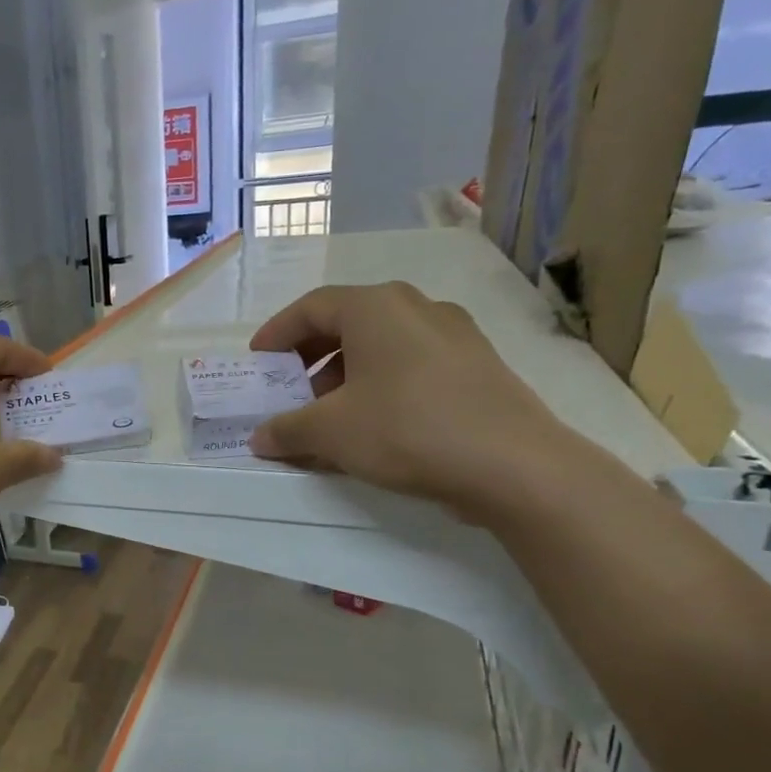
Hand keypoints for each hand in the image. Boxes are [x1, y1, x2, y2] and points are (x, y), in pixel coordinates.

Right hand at [248, 284, 586, 519]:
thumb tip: (259, 437)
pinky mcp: (476, 366)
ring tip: (328, 416)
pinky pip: (410, 365)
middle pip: (347, 322)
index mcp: (375, 308)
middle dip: (310, 357)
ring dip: (344, 375)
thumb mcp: (330, 432)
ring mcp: (454, 335)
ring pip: (381, 345)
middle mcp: (416, 308)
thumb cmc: (406, 429)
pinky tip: (371, 426)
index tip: (258, 360)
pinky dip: (379, 385)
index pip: (311, 307)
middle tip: (289, 389)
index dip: (277, 333)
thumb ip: (286, 429)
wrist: (512, 464)